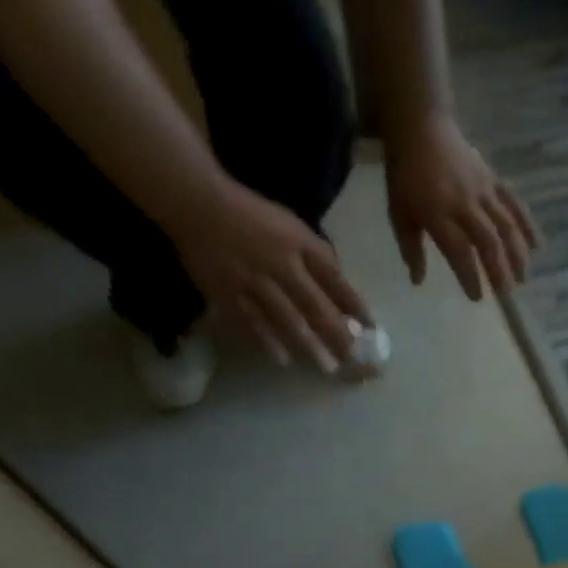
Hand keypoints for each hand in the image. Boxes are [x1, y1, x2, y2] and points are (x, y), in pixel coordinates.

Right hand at [169, 176, 373, 376]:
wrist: (196, 201)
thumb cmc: (251, 216)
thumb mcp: (292, 227)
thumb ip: (317, 255)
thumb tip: (343, 286)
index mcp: (299, 244)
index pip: (335, 278)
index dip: (355, 304)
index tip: (372, 328)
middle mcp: (280, 263)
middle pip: (314, 304)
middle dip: (336, 334)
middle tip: (353, 359)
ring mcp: (253, 279)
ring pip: (286, 317)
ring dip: (309, 344)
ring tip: (327, 367)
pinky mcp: (227, 291)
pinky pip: (251, 321)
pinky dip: (268, 340)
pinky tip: (284, 359)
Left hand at [385, 113, 540, 300]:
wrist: (420, 125)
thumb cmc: (405, 175)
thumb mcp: (398, 212)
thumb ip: (410, 248)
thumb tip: (418, 281)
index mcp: (438, 213)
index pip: (459, 251)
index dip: (470, 277)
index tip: (477, 297)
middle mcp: (464, 204)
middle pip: (488, 242)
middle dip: (500, 271)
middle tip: (506, 295)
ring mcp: (483, 191)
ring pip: (506, 225)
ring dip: (517, 254)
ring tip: (523, 278)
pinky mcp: (494, 180)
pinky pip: (515, 204)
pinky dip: (528, 225)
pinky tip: (538, 246)